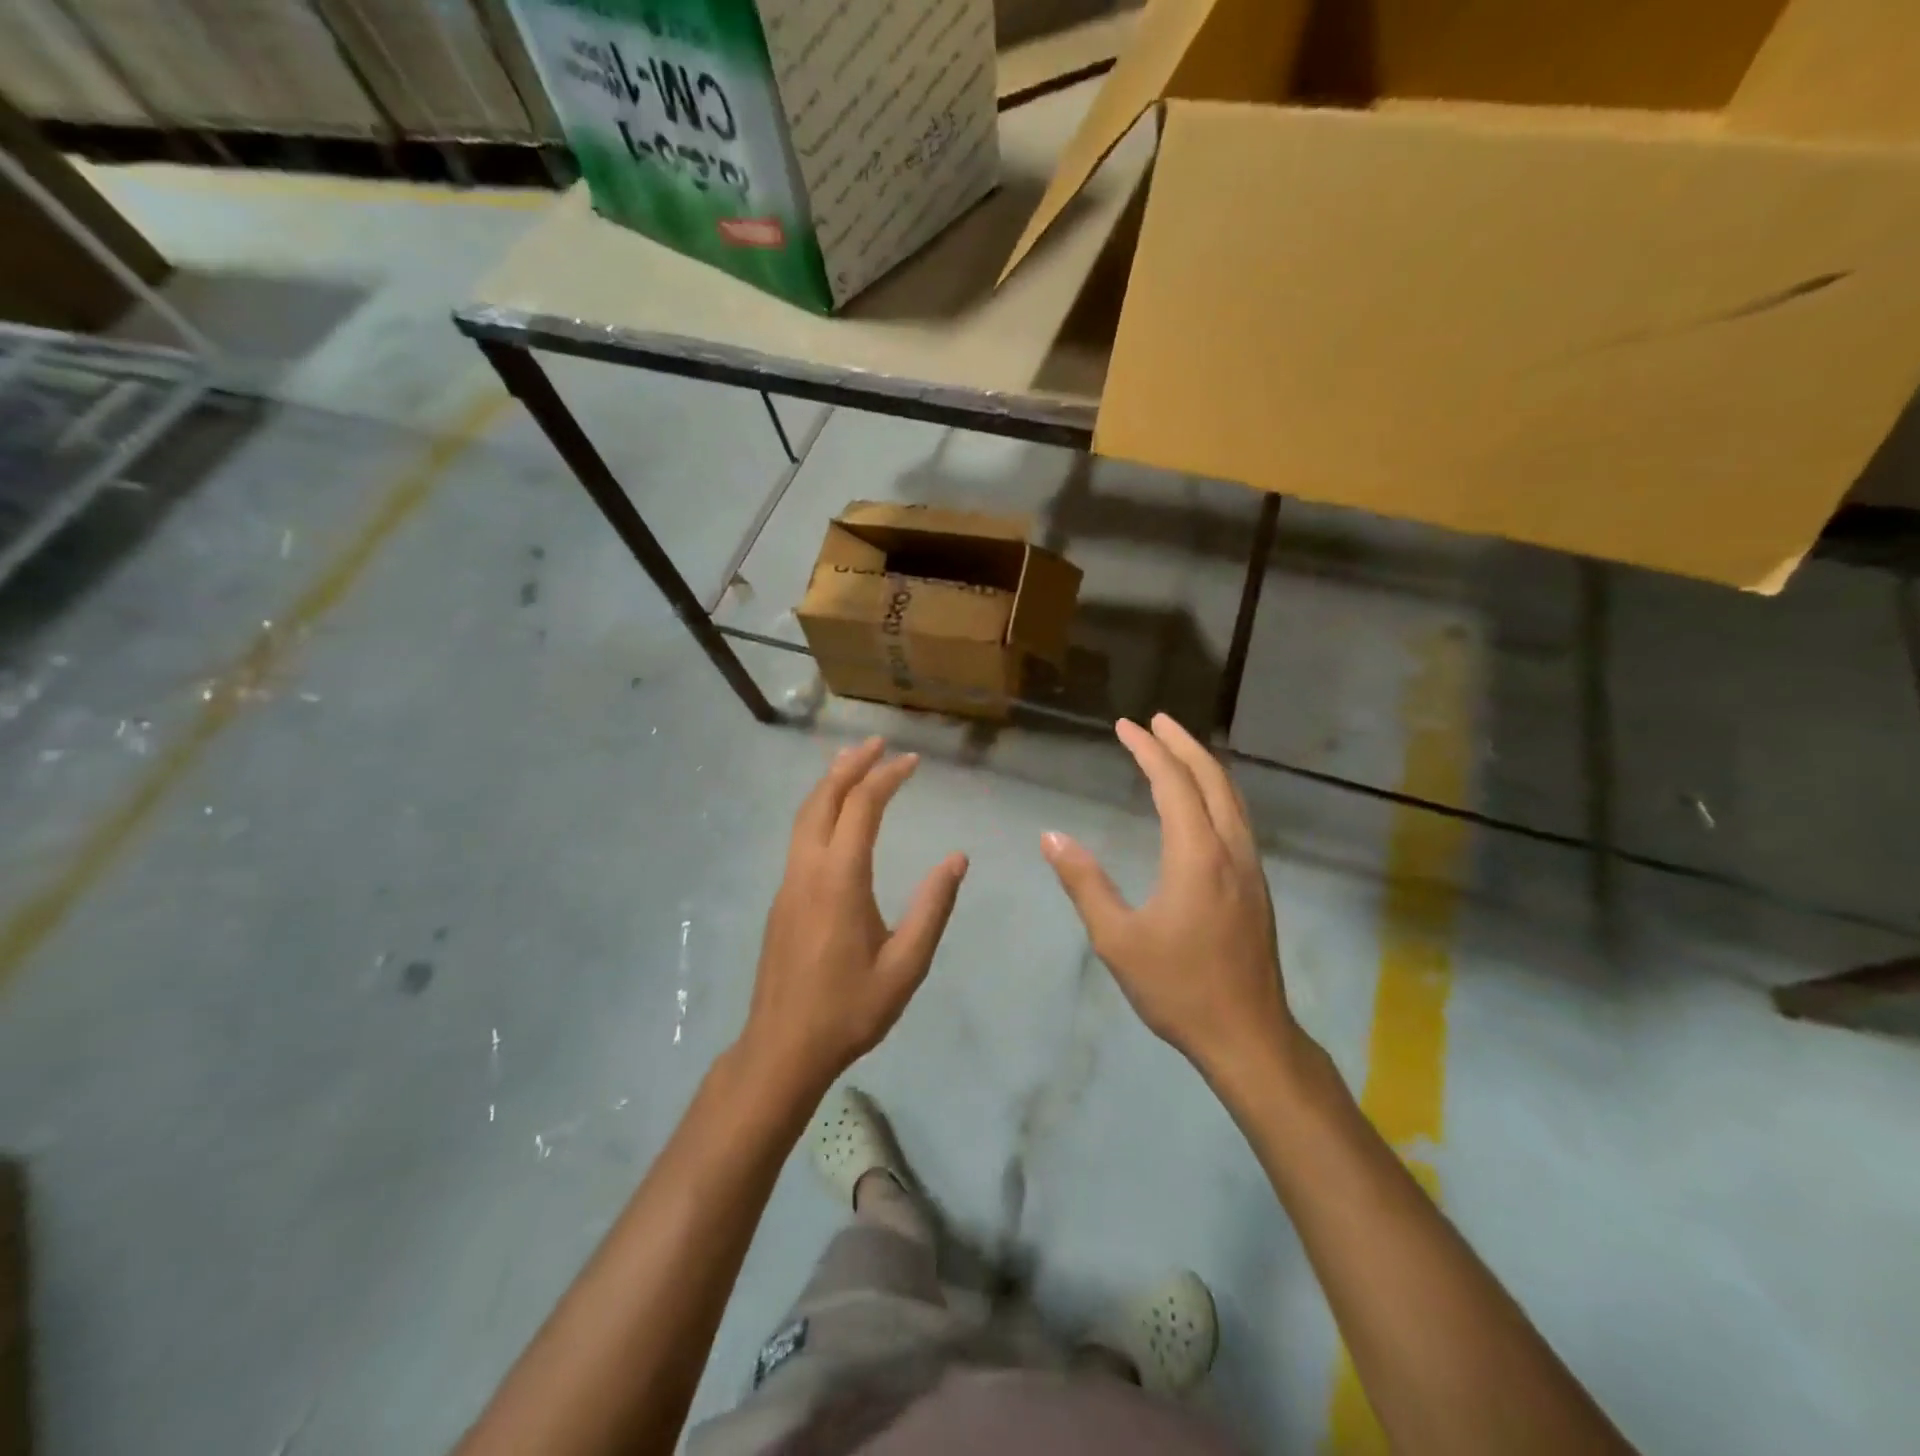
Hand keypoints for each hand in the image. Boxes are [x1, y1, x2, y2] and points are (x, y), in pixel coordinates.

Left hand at [741, 737, 967, 1088]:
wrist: (783, 1048)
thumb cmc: (850, 1009)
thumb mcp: (906, 964)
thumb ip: (933, 907)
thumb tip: (957, 859)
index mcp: (840, 879)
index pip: (862, 807)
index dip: (887, 777)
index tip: (912, 761)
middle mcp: (808, 869)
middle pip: (823, 798)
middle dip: (851, 764)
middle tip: (878, 743)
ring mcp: (789, 882)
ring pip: (805, 815)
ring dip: (830, 783)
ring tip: (855, 763)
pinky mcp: (782, 898)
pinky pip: (800, 835)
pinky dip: (820, 808)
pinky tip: (836, 816)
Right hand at [1041, 714, 1293, 1077]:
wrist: (1249, 1036)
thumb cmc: (1178, 987)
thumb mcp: (1117, 938)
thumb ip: (1084, 883)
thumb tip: (1051, 837)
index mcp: (1197, 855)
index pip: (1173, 784)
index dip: (1148, 750)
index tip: (1126, 726)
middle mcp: (1230, 849)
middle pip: (1212, 779)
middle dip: (1183, 744)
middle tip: (1155, 721)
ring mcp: (1251, 867)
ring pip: (1232, 797)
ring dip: (1204, 766)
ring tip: (1178, 748)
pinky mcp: (1257, 886)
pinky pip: (1238, 818)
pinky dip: (1217, 792)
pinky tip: (1203, 803)